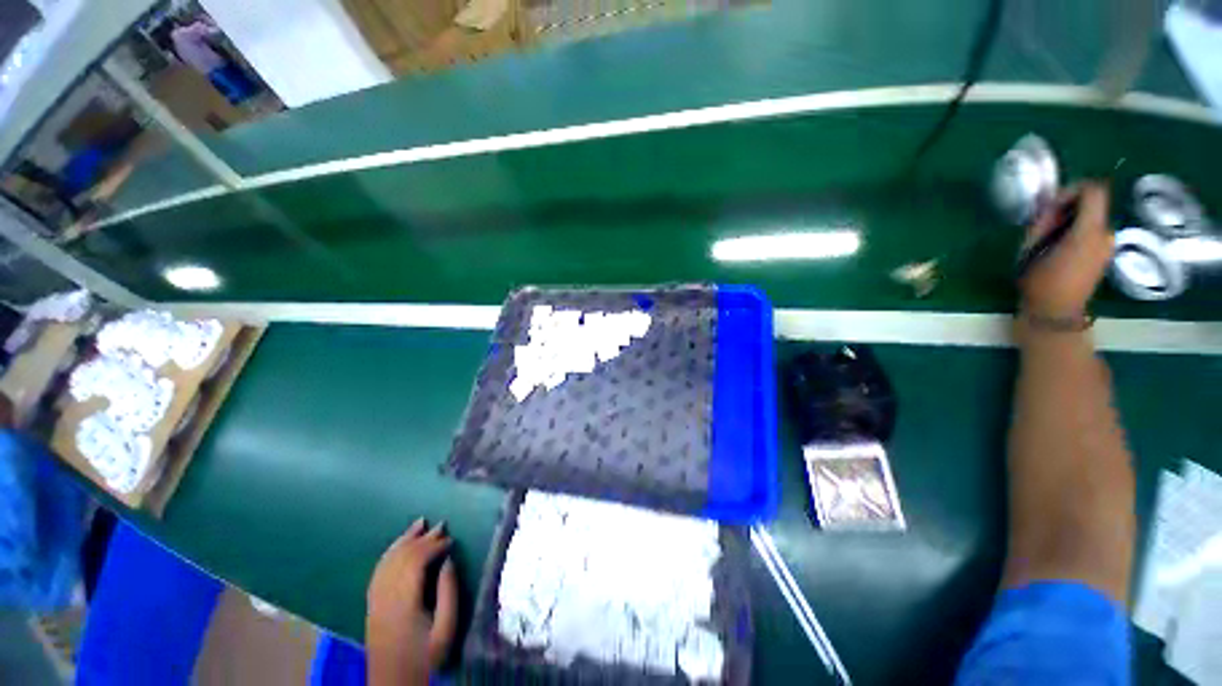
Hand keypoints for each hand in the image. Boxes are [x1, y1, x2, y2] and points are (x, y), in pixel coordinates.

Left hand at [366, 520, 457, 685]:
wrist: (392, 684)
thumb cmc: (425, 658)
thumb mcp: (446, 630)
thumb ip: (448, 593)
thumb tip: (448, 561)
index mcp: (404, 602)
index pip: (416, 562)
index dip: (435, 546)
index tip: (452, 540)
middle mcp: (385, 596)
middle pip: (402, 558)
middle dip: (423, 538)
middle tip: (442, 524)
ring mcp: (375, 600)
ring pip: (388, 561)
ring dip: (405, 540)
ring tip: (420, 523)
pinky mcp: (371, 604)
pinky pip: (378, 570)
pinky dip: (390, 552)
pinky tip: (399, 545)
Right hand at [1019, 183, 1113, 318]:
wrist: (1055, 313)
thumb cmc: (1038, 281)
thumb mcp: (1031, 248)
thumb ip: (1043, 221)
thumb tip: (1049, 203)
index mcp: (1089, 230)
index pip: (1094, 190)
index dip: (1073, 189)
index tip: (1053, 203)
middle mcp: (1105, 234)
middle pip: (1094, 204)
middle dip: (1070, 207)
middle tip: (1046, 223)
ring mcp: (1108, 246)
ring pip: (1093, 218)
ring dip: (1073, 220)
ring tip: (1050, 237)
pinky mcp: (1104, 255)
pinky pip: (1093, 232)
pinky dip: (1078, 231)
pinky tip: (1060, 247)